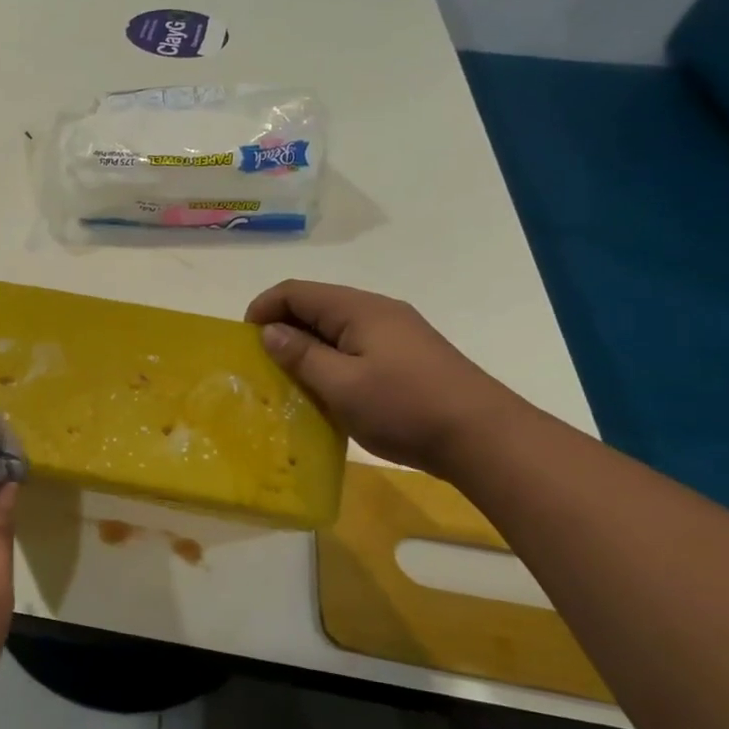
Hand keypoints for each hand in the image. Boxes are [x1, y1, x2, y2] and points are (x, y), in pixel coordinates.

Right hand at [246, 280, 527, 476]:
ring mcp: (397, 334)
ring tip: (289, 380)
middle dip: (282, 328)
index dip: (263, 308)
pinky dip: (331, 360)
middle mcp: (377, 311)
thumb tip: (270, 332)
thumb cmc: (405, 408)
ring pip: (336, 328)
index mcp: (358, 309)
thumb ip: (301, 355)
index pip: (296, 291)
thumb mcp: (341, 385)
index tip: (243, 340)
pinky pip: (356, 347)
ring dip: (307, 347)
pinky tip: (328, 390)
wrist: (485, 438)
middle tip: (261, 365)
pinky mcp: (408, 357)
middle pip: (316, 306)